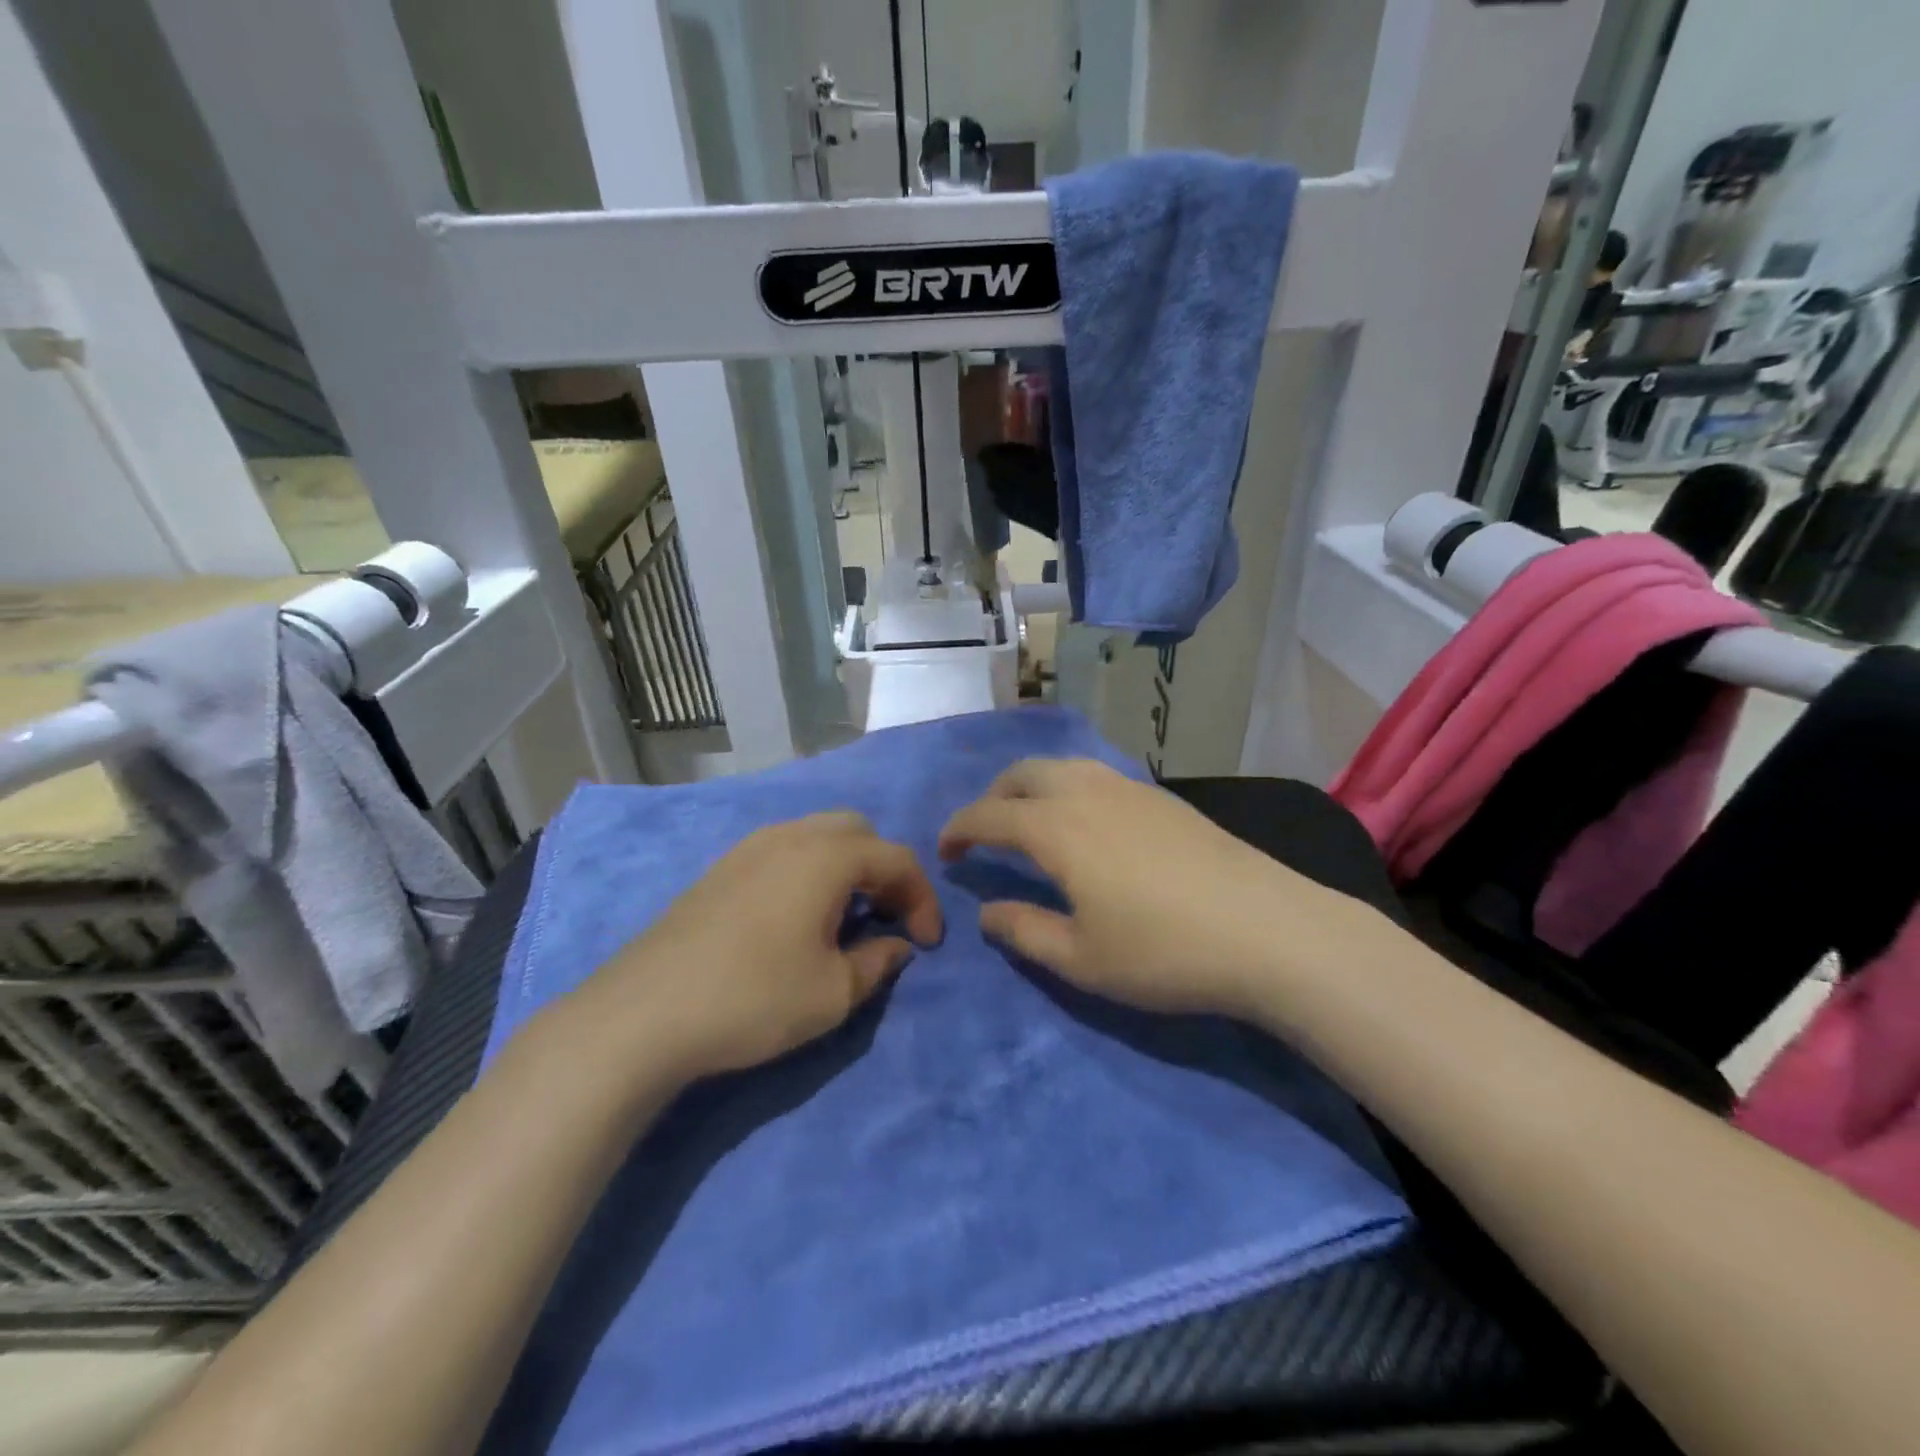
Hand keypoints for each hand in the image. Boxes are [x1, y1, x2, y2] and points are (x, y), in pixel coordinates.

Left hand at [575, 812, 942, 1081]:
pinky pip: (784, 850)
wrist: (643, 1014)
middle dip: (884, 870)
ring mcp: (749, 847)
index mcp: (827, 856)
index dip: (923, 898)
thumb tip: (896, 944)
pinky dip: (809, 870)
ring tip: (846, 917)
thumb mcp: (832, 993)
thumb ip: (877, 962)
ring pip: (817, 835)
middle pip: (858, 832)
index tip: (928, 943)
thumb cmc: (753, 998)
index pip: (896, 859)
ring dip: (846, 867)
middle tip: (887, 918)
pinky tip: (798, 917)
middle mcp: (790, 836)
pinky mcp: (721, 868)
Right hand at [938, 759, 1356, 1020]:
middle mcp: (1086, 792)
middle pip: (1022, 774)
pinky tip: (1085, 821)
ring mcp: (1129, 787)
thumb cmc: (1165, 952)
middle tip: (983, 833)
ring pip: (1062, 766)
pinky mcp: (1162, 796)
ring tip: (1029, 822)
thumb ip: (1024, 931)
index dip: (958, 830)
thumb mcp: (1082, 959)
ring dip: (1030, 786)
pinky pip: (1095, 774)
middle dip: (991, 797)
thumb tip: (987, 911)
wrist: (1269, 931)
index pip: (988, 815)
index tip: (945, 852)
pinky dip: (1068, 786)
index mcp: (1056, 829)